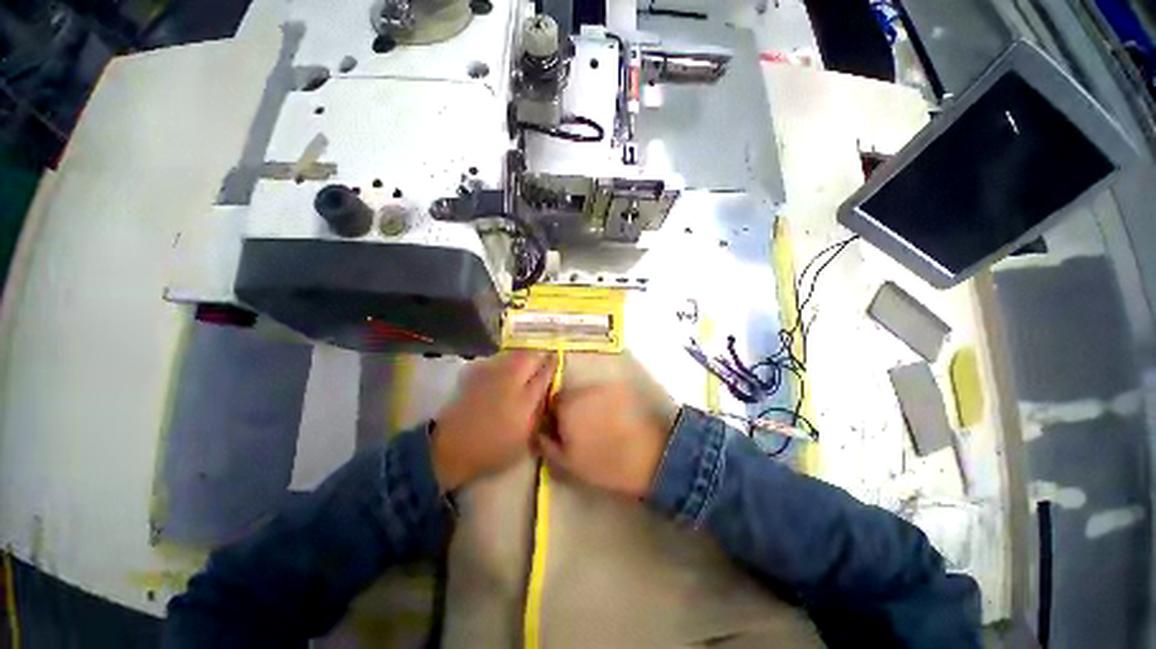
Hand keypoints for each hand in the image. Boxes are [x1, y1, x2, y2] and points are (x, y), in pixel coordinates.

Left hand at [432, 351, 556, 490]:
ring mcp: (491, 375)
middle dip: (539, 356)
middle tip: (543, 360)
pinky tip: (505, 370)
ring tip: (526, 363)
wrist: (452, 447)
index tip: (557, 360)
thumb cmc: (493, 449)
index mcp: (524, 400)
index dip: (552, 365)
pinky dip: (506, 361)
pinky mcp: (475, 374)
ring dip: (523, 356)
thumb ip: (539, 413)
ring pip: (513, 355)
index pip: (544, 374)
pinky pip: (497, 360)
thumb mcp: (525, 438)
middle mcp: (510, 381)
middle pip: (529, 357)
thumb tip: (546, 393)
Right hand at [539, 381, 675, 498]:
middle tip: (580, 428)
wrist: (648, 455)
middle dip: (570, 408)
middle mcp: (582, 390)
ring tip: (599, 423)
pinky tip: (614, 418)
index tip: (561, 430)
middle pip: (569, 395)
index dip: (554, 416)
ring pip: (587, 393)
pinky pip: (605, 393)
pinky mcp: (621, 388)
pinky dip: (605, 402)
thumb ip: (547, 445)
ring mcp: (603, 387)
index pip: (550, 403)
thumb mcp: (568, 463)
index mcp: (566, 408)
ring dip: (587, 404)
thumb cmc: (604, 464)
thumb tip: (538, 432)